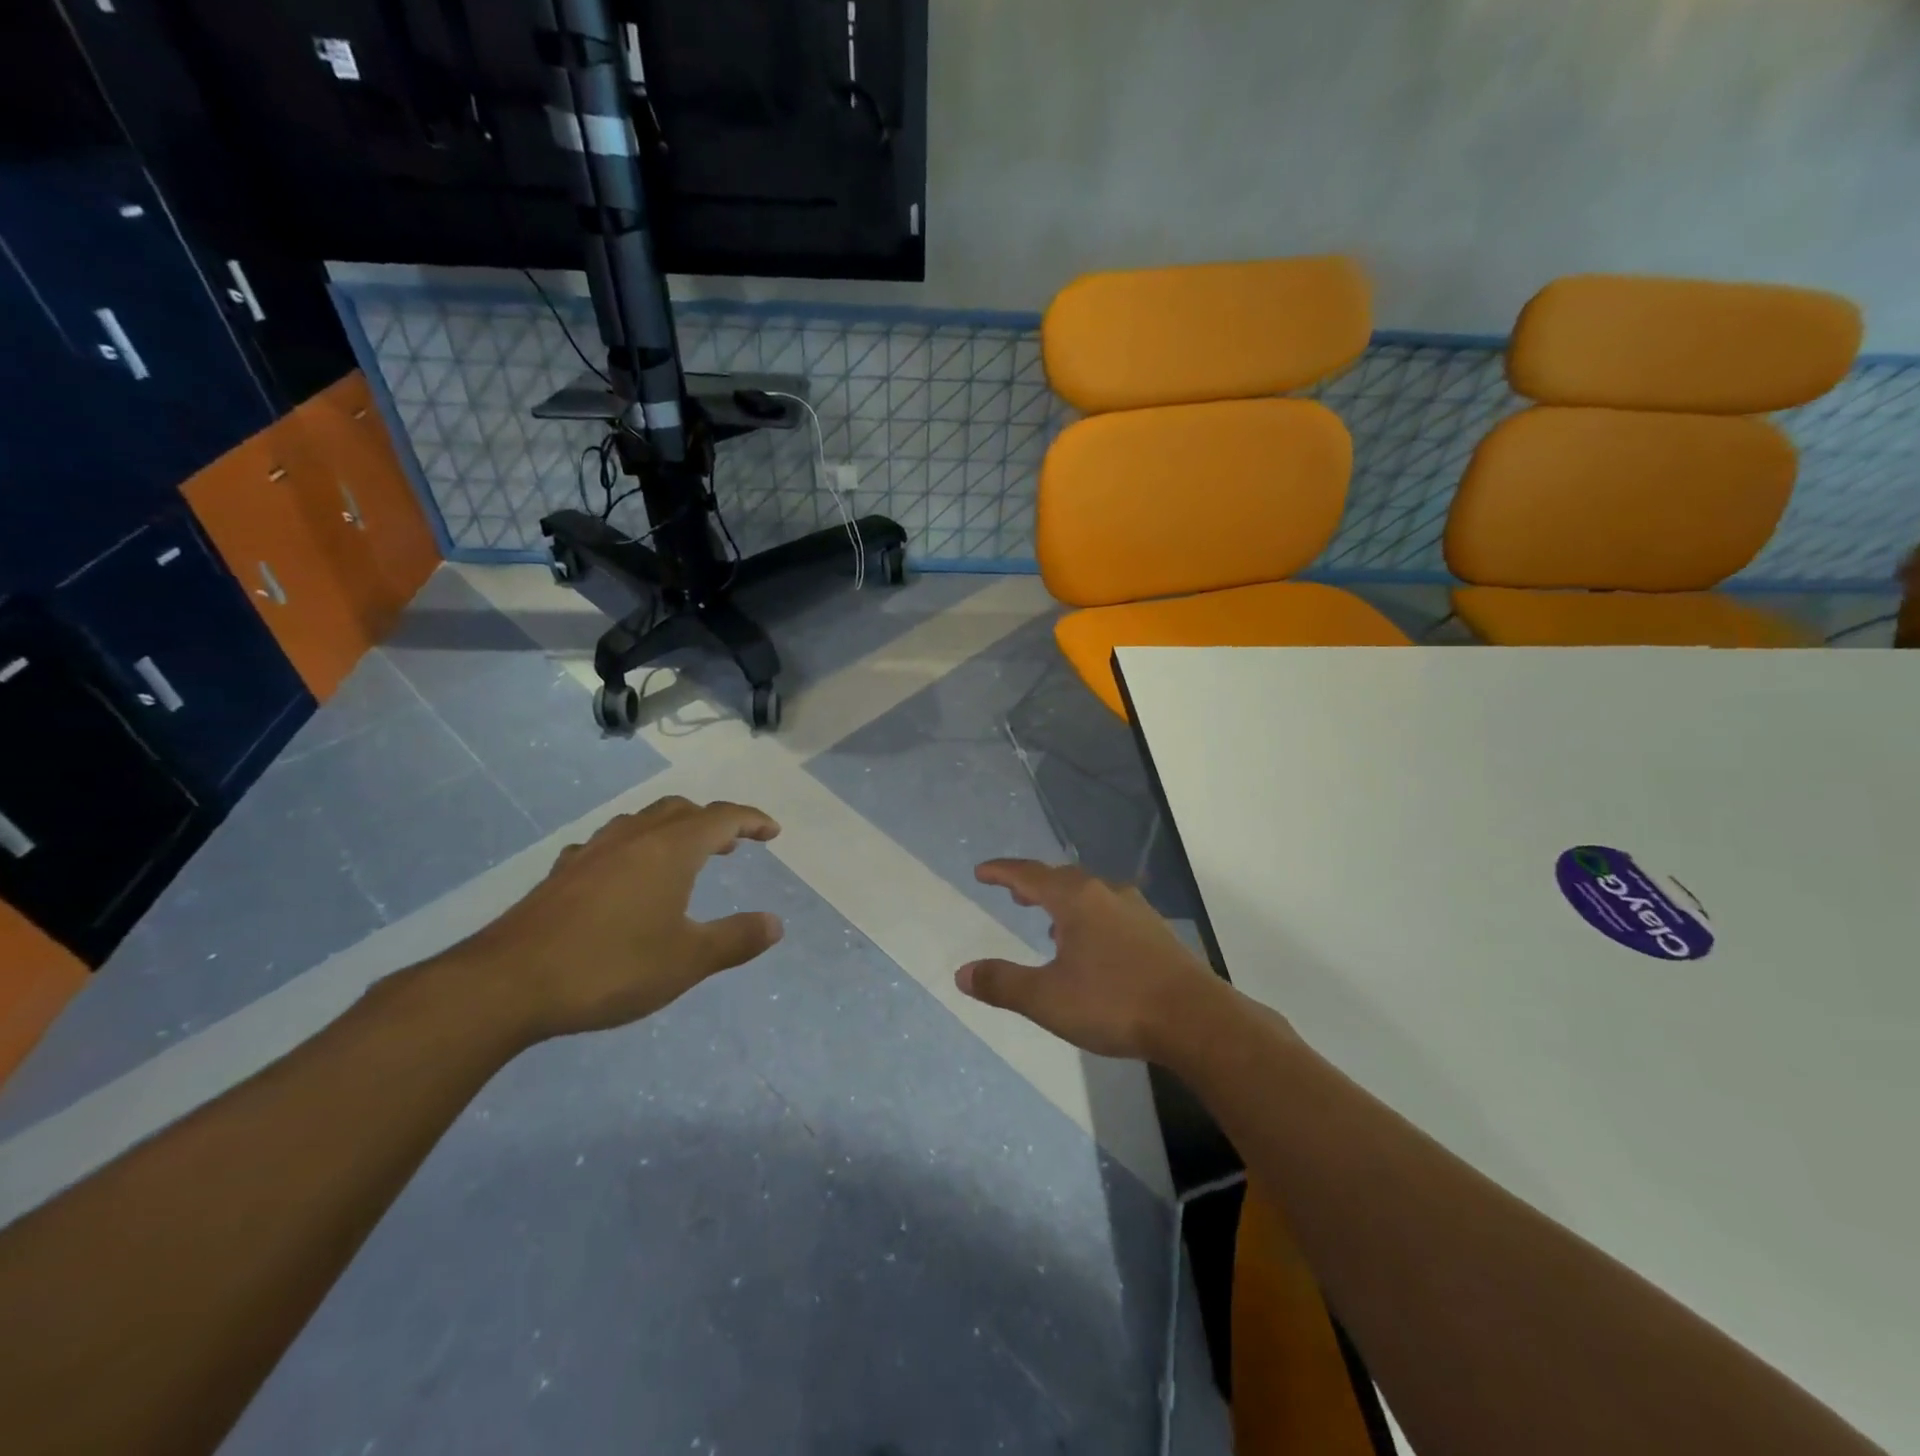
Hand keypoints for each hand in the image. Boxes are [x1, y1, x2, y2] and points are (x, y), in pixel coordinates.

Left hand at [452, 796, 783, 1039]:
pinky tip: (623, 877)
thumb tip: (775, 923)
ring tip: (682, 857)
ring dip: (671, 830)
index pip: (722, 817)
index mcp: (670, 849)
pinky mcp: (561, 874)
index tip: (773, 831)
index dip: (752, 819)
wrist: (506, 984)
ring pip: (641, 821)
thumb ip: (736, 939)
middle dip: (712, 821)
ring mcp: (592, 852)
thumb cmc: (610, 967)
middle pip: (681, 810)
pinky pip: (607, 845)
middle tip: (732, 845)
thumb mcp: (687, 961)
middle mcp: (633, 838)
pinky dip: (631, 850)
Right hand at [957, 859, 1229, 1060]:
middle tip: (1014, 893)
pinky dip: (1090, 917)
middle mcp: (1106, 894)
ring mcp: (1136, 911)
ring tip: (1049, 922)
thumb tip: (962, 973)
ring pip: (1090, 894)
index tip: (981, 871)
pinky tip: (1092, 946)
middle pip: (1061, 878)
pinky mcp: (1157, 932)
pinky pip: (1111, 911)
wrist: (1195, 1019)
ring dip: (1064, 902)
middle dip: (1034, 884)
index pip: (1029, 874)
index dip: (1002, 871)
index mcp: (1076, 900)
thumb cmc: (1114, 1003)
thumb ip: (1003, 983)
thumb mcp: (1047, 999)